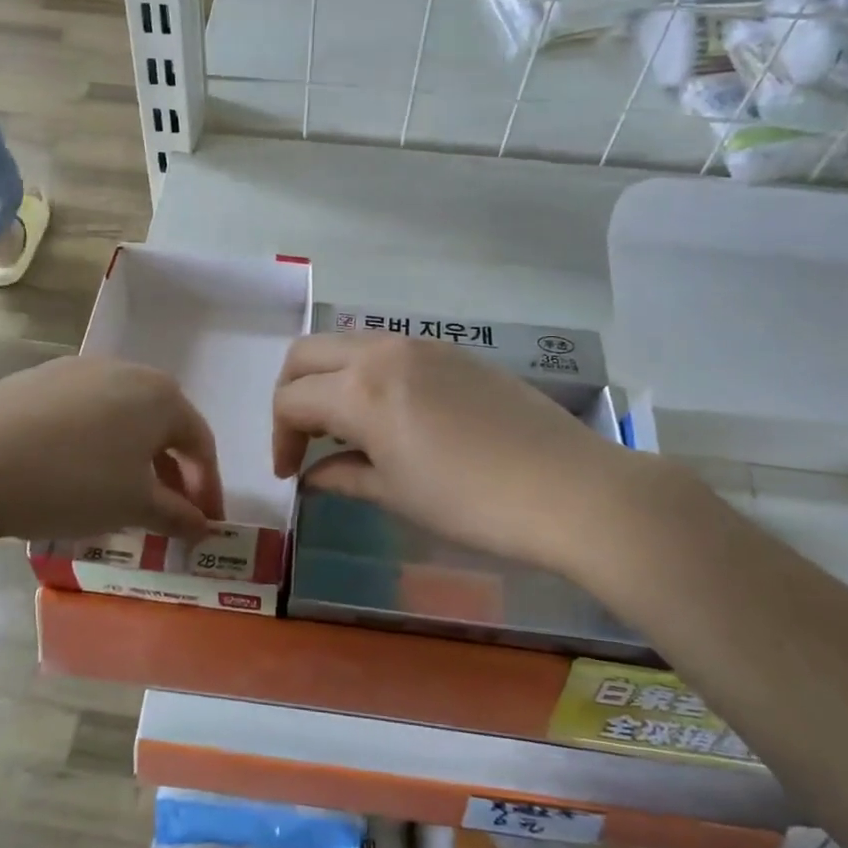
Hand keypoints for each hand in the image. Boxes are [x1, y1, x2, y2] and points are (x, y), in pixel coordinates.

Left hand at [0, 356, 223, 544]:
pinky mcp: (37, 380)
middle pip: (162, 426)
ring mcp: (77, 370)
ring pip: (121, 419)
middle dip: (170, 473)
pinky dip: (94, 446)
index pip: (200, 443)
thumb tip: (203, 526)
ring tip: (120, 498)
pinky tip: (73, 475)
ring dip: (132, 459)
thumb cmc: (72, 483)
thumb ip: (177, 515)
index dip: (207, 489)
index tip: (204, 526)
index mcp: (160, 394)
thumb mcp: (134, 506)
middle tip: (167, 515)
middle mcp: (125, 370)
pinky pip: (83, 415)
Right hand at [273, 334, 662, 577]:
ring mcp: (421, 345)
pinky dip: (367, 374)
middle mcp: (383, 352)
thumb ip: (343, 476)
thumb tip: (311, 474)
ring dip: (329, 379)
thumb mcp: (396, 494)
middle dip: (291, 393)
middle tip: (301, 438)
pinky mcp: (453, 351)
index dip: (279, 438)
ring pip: (348, 345)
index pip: (291, 399)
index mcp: (360, 389)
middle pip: (307, 354)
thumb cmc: (471, 502)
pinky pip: (388, 350)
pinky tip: (390, 414)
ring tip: (345, 429)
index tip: (289, 474)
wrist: (568, 488)